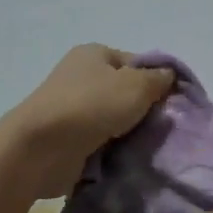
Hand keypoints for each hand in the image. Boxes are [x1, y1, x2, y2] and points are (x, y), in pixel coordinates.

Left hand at [4, 45, 174, 197]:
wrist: (41, 148)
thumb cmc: (92, 105)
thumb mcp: (136, 85)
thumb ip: (158, 79)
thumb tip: (169, 76)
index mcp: (95, 54)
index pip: (136, 63)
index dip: (156, 80)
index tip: (171, 103)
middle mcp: (81, 76)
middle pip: (125, 91)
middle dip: (144, 110)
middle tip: (163, 127)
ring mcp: (71, 108)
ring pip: (114, 118)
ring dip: (130, 132)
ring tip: (148, 146)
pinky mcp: (67, 137)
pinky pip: (100, 140)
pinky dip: (113, 149)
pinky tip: (127, 158)